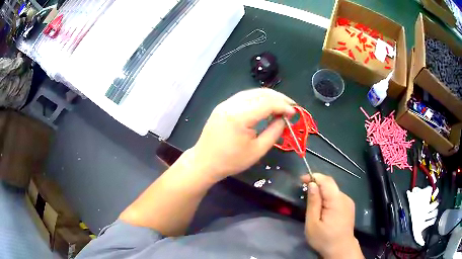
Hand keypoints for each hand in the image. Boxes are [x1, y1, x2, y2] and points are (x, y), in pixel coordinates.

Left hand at [190, 88, 294, 180]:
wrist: (204, 162)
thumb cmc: (231, 161)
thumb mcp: (258, 150)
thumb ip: (274, 132)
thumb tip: (283, 119)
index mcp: (239, 116)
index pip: (267, 103)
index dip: (283, 106)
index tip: (294, 113)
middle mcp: (231, 104)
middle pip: (260, 93)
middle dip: (278, 98)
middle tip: (291, 106)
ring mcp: (225, 103)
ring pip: (252, 93)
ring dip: (269, 97)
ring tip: (281, 105)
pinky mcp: (222, 106)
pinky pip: (244, 97)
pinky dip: (257, 99)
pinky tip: (265, 106)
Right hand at [302, 174, 362, 258]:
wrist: (341, 249)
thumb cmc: (324, 238)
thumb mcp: (313, 223)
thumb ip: (313, 202)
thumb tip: (312, 184)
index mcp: (336, 201)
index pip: (326, 181)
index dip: (314, 176)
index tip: (301, 180)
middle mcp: (345, 197)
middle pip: (330, 185)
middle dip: (317, 184)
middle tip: (304, 191)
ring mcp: (348, 202)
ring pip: (333, 191)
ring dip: (322, 192)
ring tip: (312, 201)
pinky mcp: (349, 207)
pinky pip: (337, 197)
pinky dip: (328, 198)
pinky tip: (323, 208)